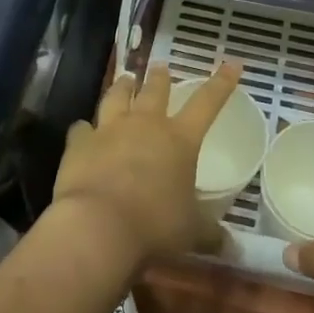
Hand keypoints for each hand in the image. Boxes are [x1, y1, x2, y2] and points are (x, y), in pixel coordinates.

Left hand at [49, 63, 242, 264]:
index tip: (232, 63)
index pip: (208, 102)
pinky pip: (81, 128)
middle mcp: (146, 125)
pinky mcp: (79, 143)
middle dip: (160, 77)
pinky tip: (82, 130)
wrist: (98, 226)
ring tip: (125, 79)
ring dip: (122, 87)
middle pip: (155, 90)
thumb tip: (234, 249)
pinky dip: (84, 129)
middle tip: (160, 67)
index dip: (222, 82)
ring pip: (117, 97)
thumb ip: (211, 235)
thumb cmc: (155, 226)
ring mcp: (110, 129)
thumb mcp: (191, 233)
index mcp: (180, 139)